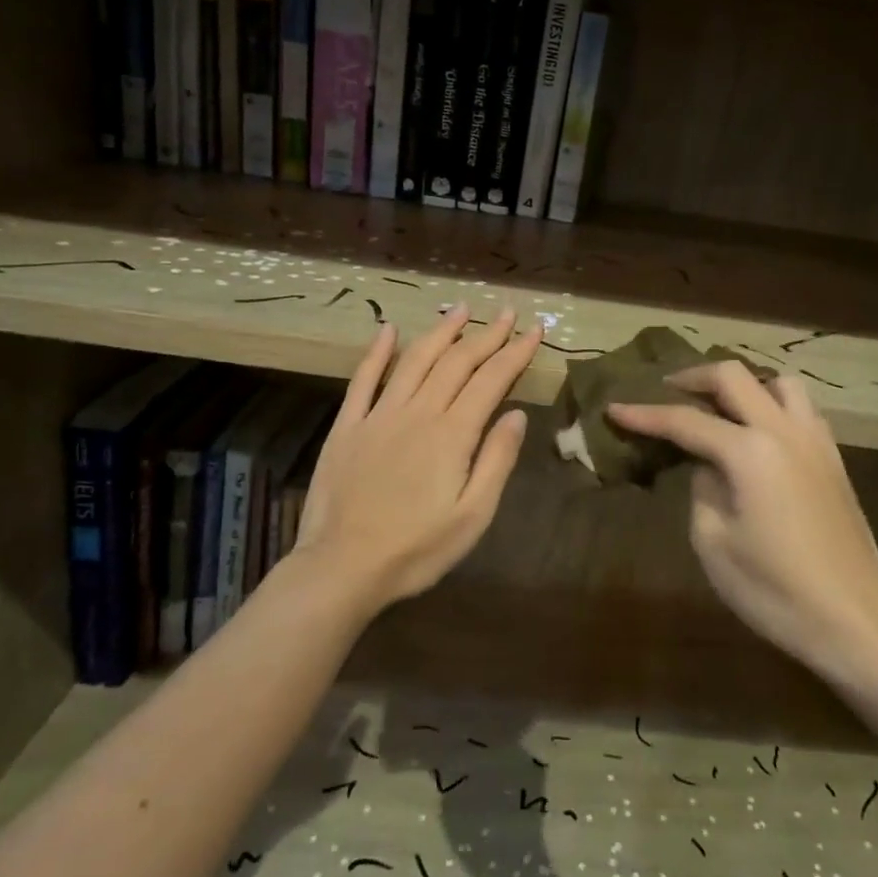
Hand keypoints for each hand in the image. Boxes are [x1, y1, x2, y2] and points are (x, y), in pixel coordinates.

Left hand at [296, 306, 539, 610]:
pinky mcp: (348, 426)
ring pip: (415, 360)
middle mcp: (417, 412)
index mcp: (452, 434)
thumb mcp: (473, 516)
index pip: (491, 380)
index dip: (515, 353)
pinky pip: (363, 379)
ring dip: (441, 331)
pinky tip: (388, 330)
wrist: (342, 567)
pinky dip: (377, 351)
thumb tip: (517, 414)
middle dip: (486, 335)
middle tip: (507, 312)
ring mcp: (379, 415)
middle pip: (457, 362)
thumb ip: (496, 460)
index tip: (535, 330)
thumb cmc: (416, 549)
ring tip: (460, 309)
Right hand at [607, 361, 877, 681]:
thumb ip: (702, 489)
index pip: (686, 420)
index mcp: (750, 451)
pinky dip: (772, 405)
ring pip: (778, 382)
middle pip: (735, 376)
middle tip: (666, 392)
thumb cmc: (776, 591)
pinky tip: (758, 435)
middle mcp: (784, 431)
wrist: (856, 622)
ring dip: (743, 385)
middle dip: (694, 378)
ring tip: (719, 408)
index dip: (645, 414)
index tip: (614, 408)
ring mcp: (816, 442)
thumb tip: (709, 467)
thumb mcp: (714, 543)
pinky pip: (800, 409)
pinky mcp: (834, 460)